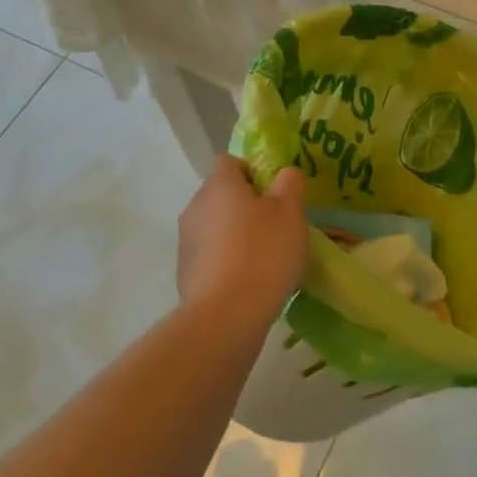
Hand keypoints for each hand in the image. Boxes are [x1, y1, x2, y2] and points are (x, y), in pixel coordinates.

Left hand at [177, 157, 307, 314]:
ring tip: (266, 257)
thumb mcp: (290, 212)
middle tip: (277, 225)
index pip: (230, 161)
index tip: (274, 192)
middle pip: (222, 194)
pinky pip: (211, 255)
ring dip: (236, 234)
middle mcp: (195, 206)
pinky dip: (228, 261)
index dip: (253, 170)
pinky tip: (249, 281)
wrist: (226, 316)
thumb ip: (289, 183)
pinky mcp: (185, 273)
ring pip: (216, 226)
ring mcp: (186, 241)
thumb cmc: (263, 253)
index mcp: (219, 185)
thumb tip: (284, 174)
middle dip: (246, 205)